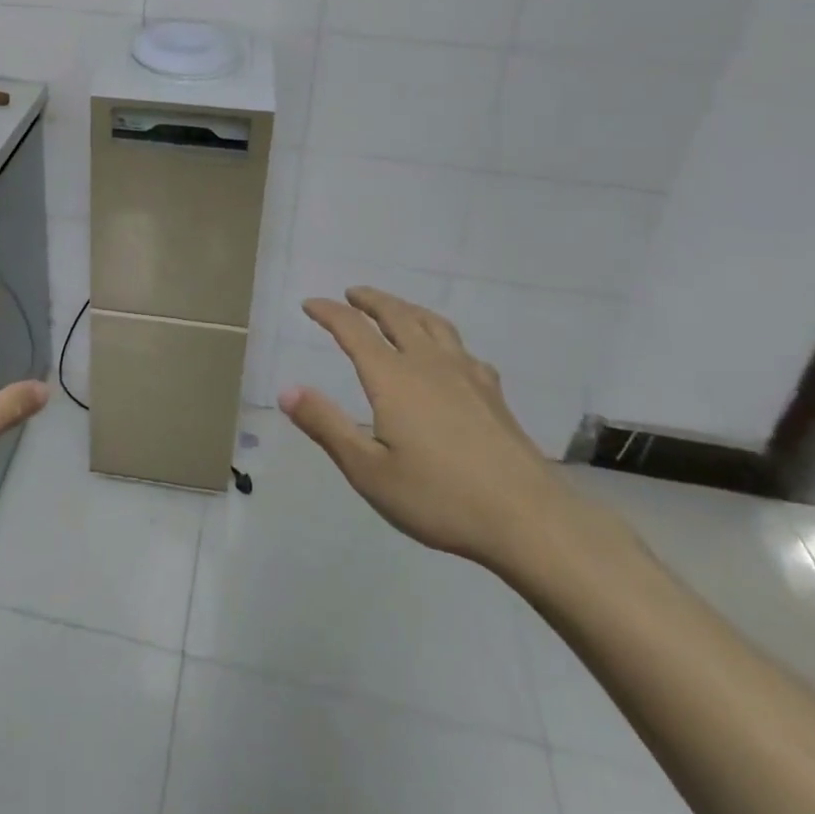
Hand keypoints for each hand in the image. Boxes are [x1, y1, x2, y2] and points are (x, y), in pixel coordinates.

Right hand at [280, 288, 573, 571]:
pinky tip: (449, 355)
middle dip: (370, 300)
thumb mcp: (368, 470)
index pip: (353, 329)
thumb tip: (286, 389)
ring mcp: (466, 374)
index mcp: (393, 377)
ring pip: (432, 324)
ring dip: (407, 308)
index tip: (310, 304)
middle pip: (396, 315)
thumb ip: (325, 425)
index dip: (329, 312)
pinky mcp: (493, 393)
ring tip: (396, 309)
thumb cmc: (439, 497)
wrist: (528, 519)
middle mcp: (427, 363)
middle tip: (352, 294)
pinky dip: (442, 337)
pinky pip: (462, 348)